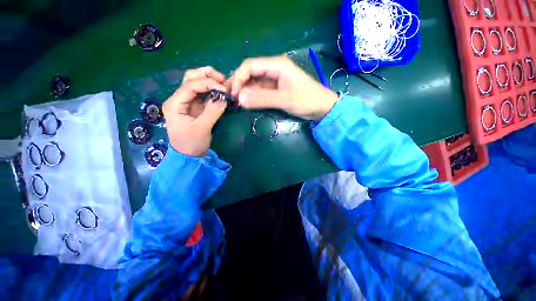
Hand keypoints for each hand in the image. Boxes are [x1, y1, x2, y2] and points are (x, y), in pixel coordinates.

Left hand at [163, 67, 227, 156]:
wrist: (188, 155)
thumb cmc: (191, 144)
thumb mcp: (202, 129)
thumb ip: (212, 112)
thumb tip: (224, 98)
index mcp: (175, 104)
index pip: (190, 85)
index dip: (208, 83)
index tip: (224, 89)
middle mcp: (178, 99)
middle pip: (190, 78)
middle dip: (206, 75)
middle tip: (223, 80)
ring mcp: (186, 102)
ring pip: (196, 83)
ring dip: (209, 80)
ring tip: (223, 84)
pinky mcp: (194, 106)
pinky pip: (202, 93)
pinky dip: (211, 90)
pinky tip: (220, 92)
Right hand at [228, 56, 338, 120]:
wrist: (321, 107)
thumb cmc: (307, 100)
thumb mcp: (285, 100)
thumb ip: (263, 99)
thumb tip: (240, 100)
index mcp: (277, 65)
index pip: (250, 66)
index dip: (238, 77)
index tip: (233, 93)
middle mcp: (273, 70)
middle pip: (250, 73)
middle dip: (239, 84)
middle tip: (230, 98)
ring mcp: (274, 80)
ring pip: (254, 83)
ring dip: (244, 91)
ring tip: (236, 102)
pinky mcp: (275, 89)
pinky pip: (260, 91)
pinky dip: (252, 96)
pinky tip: (246, 103)